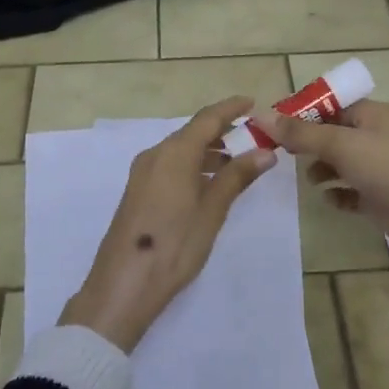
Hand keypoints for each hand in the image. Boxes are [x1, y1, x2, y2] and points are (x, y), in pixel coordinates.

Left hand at [59, 96, 277, 352]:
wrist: (123, 285)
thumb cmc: (174, 245)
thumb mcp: (211, 211)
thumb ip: (237, 177)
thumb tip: (265, 151)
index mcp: (174, 153)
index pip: (207, 118)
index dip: (230, 108)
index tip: (252, 103)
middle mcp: (155, 154)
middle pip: (192, 132)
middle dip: (221, 130)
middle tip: (251, 136)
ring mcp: (142, 173)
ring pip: (180, 149)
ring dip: (207, 150)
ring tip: (236, 163)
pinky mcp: (137, 191)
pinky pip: (169, 165)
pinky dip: (192, 165)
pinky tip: (208, 184)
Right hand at [255, 99, 388, 347]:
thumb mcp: (341, 144)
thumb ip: (300, 133)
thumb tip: (261, 115)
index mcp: (372, 114)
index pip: (330, 105)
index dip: (302, 113)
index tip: (275, 126)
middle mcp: (376, 136)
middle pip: (333, 134)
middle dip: (309, 143)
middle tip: (282, 154)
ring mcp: (380, 168)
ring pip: (341, 163)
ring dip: (322, 169)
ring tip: (309, 178)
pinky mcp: (381, 197)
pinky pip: (351, 192)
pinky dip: (338, 194)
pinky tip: (329, 198)